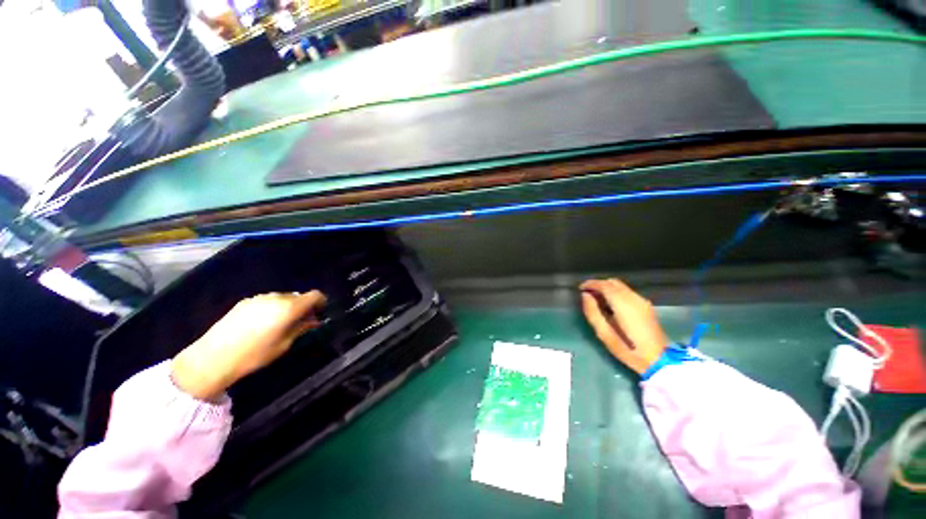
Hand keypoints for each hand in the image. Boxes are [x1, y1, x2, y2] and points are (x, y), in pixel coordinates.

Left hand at [171, 291, 326, 400]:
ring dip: (287, 307)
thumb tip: (313, 320)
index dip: (320, 302)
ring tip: (279, 325)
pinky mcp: (244, 302)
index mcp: (289, 307)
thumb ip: (301, 328)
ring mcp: (259, 298)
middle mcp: (276, 298)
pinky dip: (272, 308)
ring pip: (282, 298)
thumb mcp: (284, 345)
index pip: (314, 295)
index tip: (319, 313)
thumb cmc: (254, 355)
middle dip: (303, 306)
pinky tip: (262, 324)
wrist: (212, 358)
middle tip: (300, 322)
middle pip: (298, 296)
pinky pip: (267, 301)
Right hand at [580, 279, 667, 374]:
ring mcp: (642, 301)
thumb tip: (585, 295)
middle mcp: (634, 298)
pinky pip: (626, 292)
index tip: (580, 288)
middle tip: (587, 294)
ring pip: (620, 286)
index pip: (604, 285)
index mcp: (623, 304)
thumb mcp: (604, 334)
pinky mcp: (646, 305)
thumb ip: (592, 312)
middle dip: (598, 285)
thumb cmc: (628, 349)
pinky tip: (610, 305)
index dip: (590, 284)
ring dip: (606, 288)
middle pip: (612, 282)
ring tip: (596, 299)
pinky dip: (615, 293)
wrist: (659, 360)